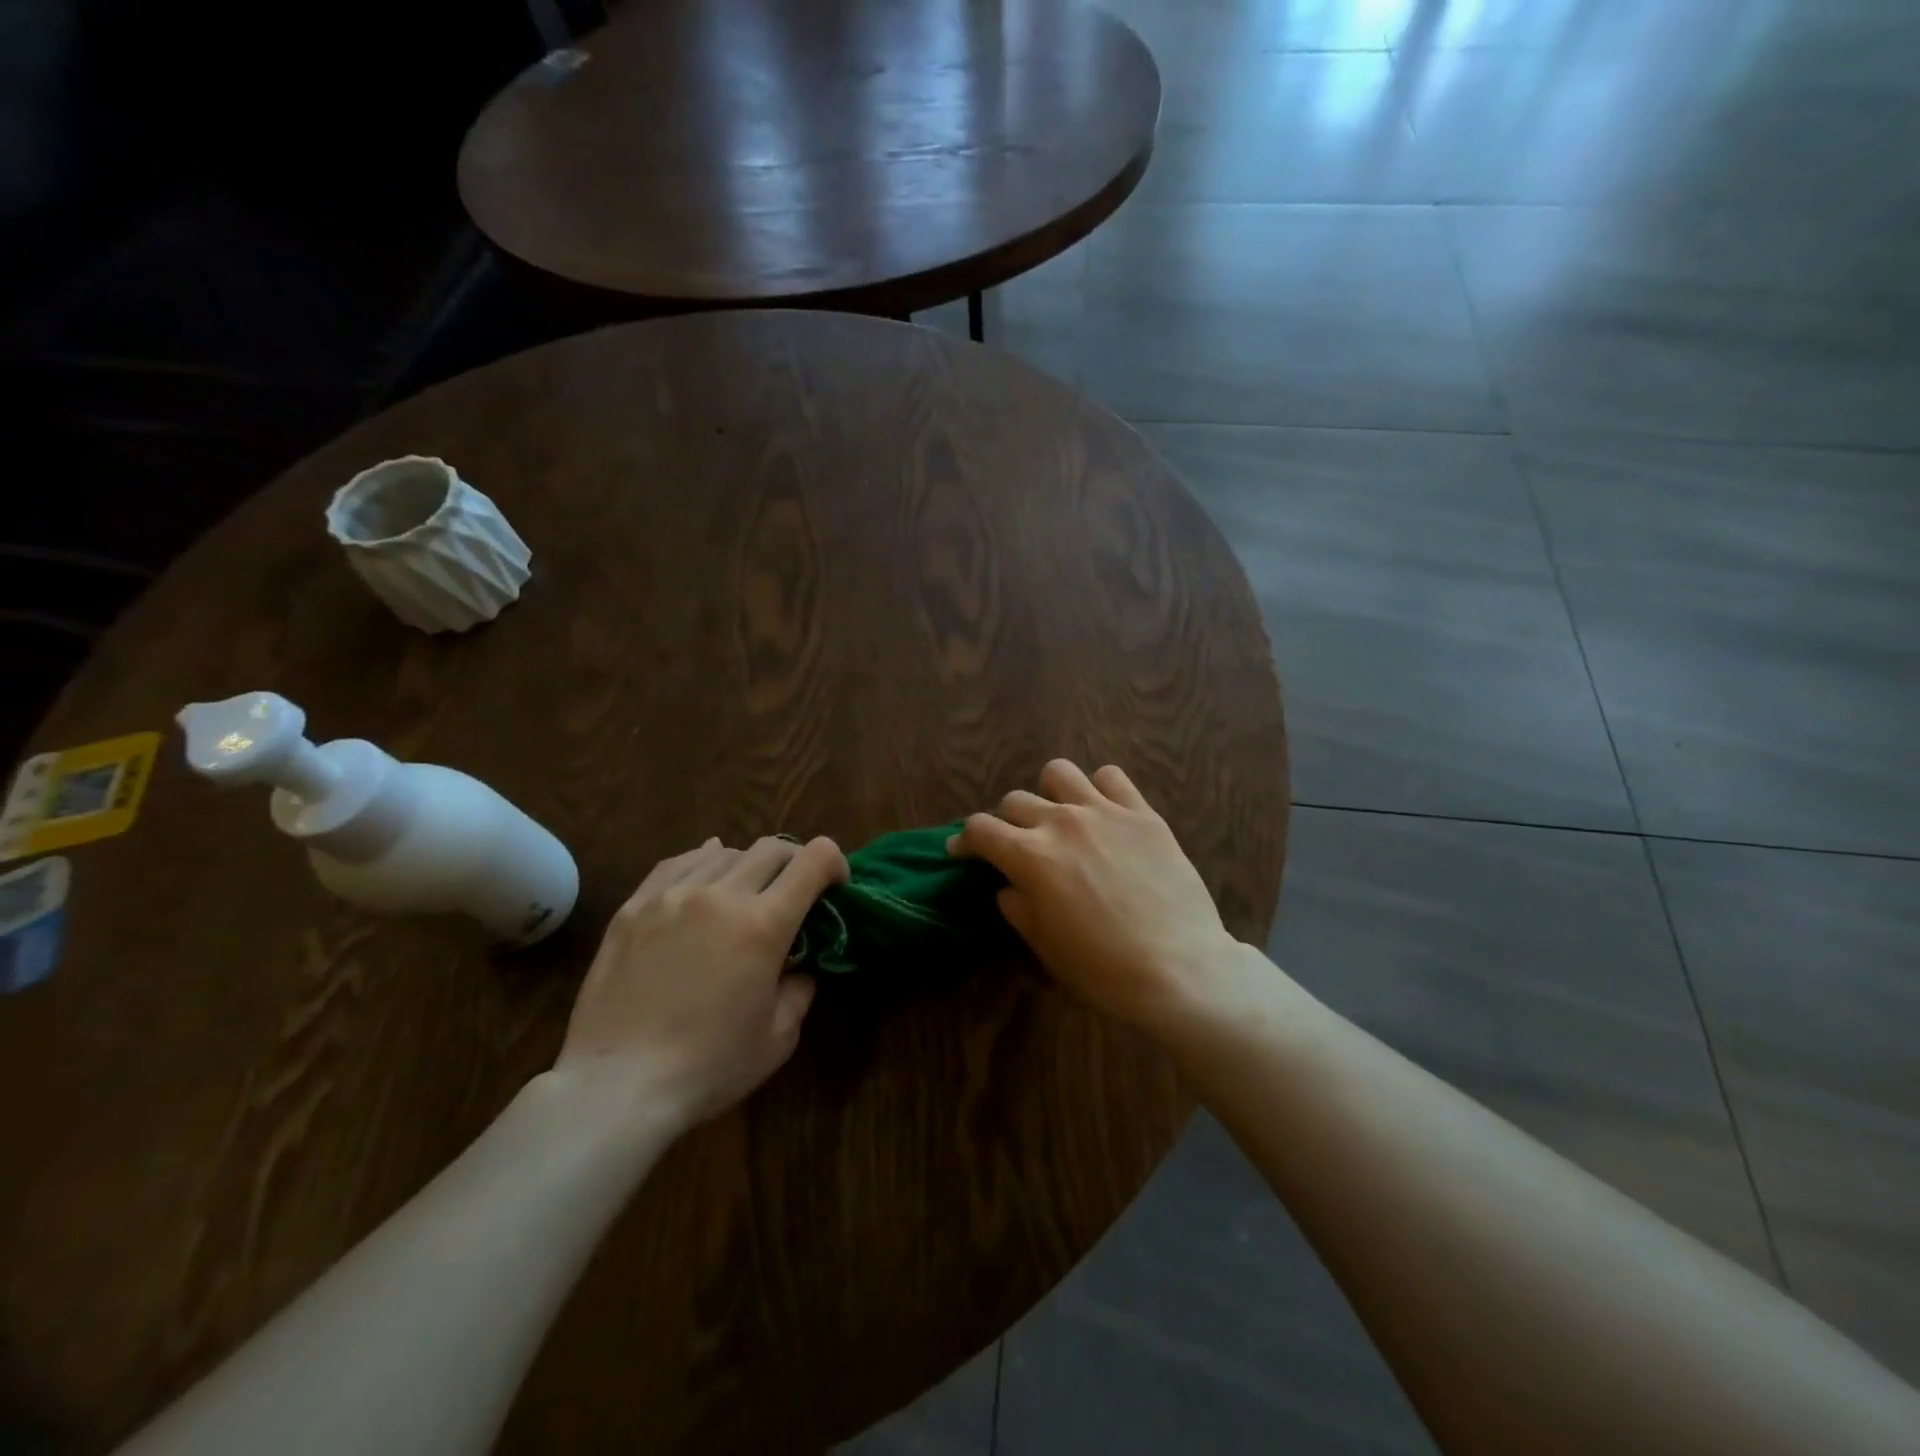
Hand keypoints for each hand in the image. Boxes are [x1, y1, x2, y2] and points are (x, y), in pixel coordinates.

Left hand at [554, 835, 847, 1133]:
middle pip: (771, 849)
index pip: (813, 860)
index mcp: (763, 925)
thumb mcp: (779, 1037)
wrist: (617, 1086)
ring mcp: (671, 896)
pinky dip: (702, 863)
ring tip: (744, 894)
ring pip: (725, 852)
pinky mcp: (634, 907)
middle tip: (794, 892)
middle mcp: (720, 896)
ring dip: (748, 866)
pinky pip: (677, 863)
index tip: (835, 886)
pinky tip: (704, 879)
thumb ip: (800, 988)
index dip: (834, 863)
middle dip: (795, 863)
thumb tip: (799, 964)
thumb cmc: (708, 1068)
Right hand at [950, 760, 1243, 1030]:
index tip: (963, 851)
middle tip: (1017, 845)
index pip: (980, 828)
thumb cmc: (1102, 969)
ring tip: (1060, 817)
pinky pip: (1111, 777)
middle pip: (1015, 800)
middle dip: (1006, 823)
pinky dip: (1099, 789)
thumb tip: (1010, 885)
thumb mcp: (1043, 946)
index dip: (965, 840)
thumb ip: (1017, 906)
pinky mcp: (1142, 813)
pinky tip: (1103, 812)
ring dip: (1049, 793)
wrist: (1178, 969)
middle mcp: (1061, 822)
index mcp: (1030, 856)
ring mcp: (1104, 812)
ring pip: (1059, 773)